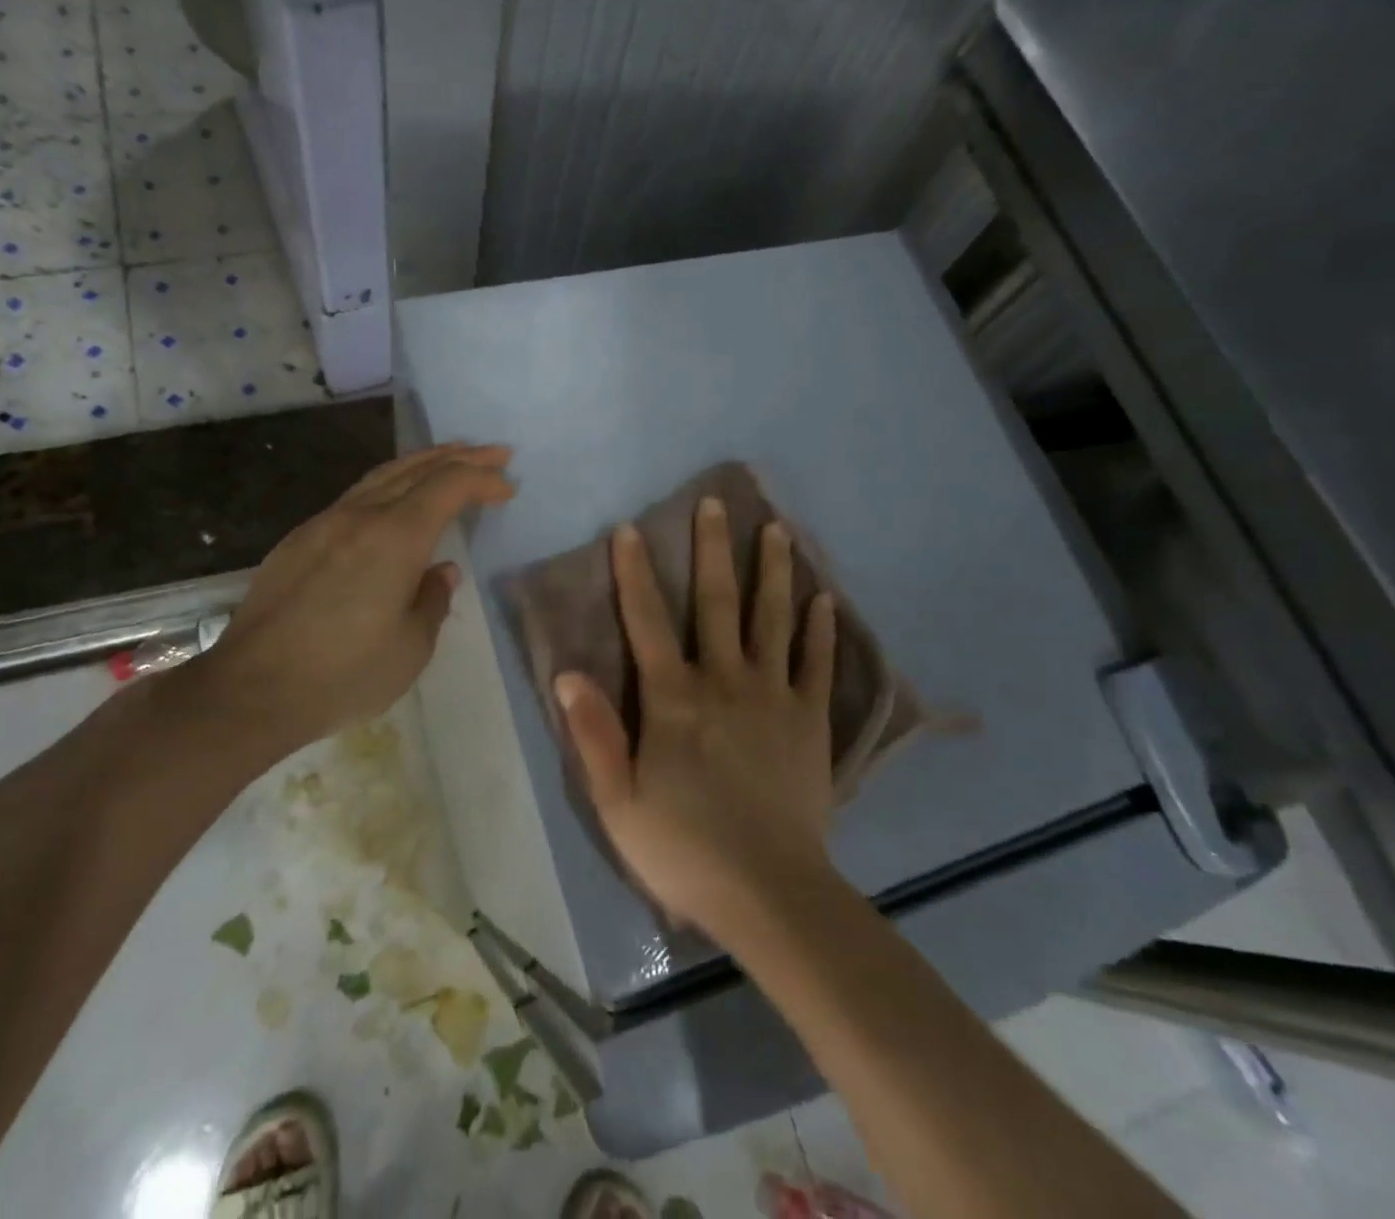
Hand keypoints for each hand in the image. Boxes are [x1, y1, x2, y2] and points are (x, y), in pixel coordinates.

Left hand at [196, 443, 514, 751]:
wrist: (251, 690)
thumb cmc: (342, 675)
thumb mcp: (410, 648)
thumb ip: (432, 600)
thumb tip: (440, 571)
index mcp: (395, 538)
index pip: (448, 487)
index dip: (482, 479)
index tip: (507, 488)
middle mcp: (360, 517)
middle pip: (416, 469)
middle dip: (460, 457)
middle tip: (495, 453)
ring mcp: (324, 523)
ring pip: (381, 475)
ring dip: (422, 462)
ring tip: (450, 458)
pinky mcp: (299, 540)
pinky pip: (355, 496)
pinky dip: (389, 484)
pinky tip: (395, 498)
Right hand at [558, 497, 837, 934]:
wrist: (769, 893)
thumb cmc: (683, 848)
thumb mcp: (618, 801)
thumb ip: (595, 734)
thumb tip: (570, 674)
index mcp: (673, 699)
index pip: (647, 622)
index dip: (635, 573)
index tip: (631, 529)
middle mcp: (723, 681)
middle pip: (716, 603)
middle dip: (712, 550)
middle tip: (715, 502)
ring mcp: (773, 697)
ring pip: (772, 620)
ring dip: (772, 572)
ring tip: (776, 529)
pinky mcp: (810, 721)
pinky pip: (817, 665)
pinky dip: (821, 630)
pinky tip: (824, 599)